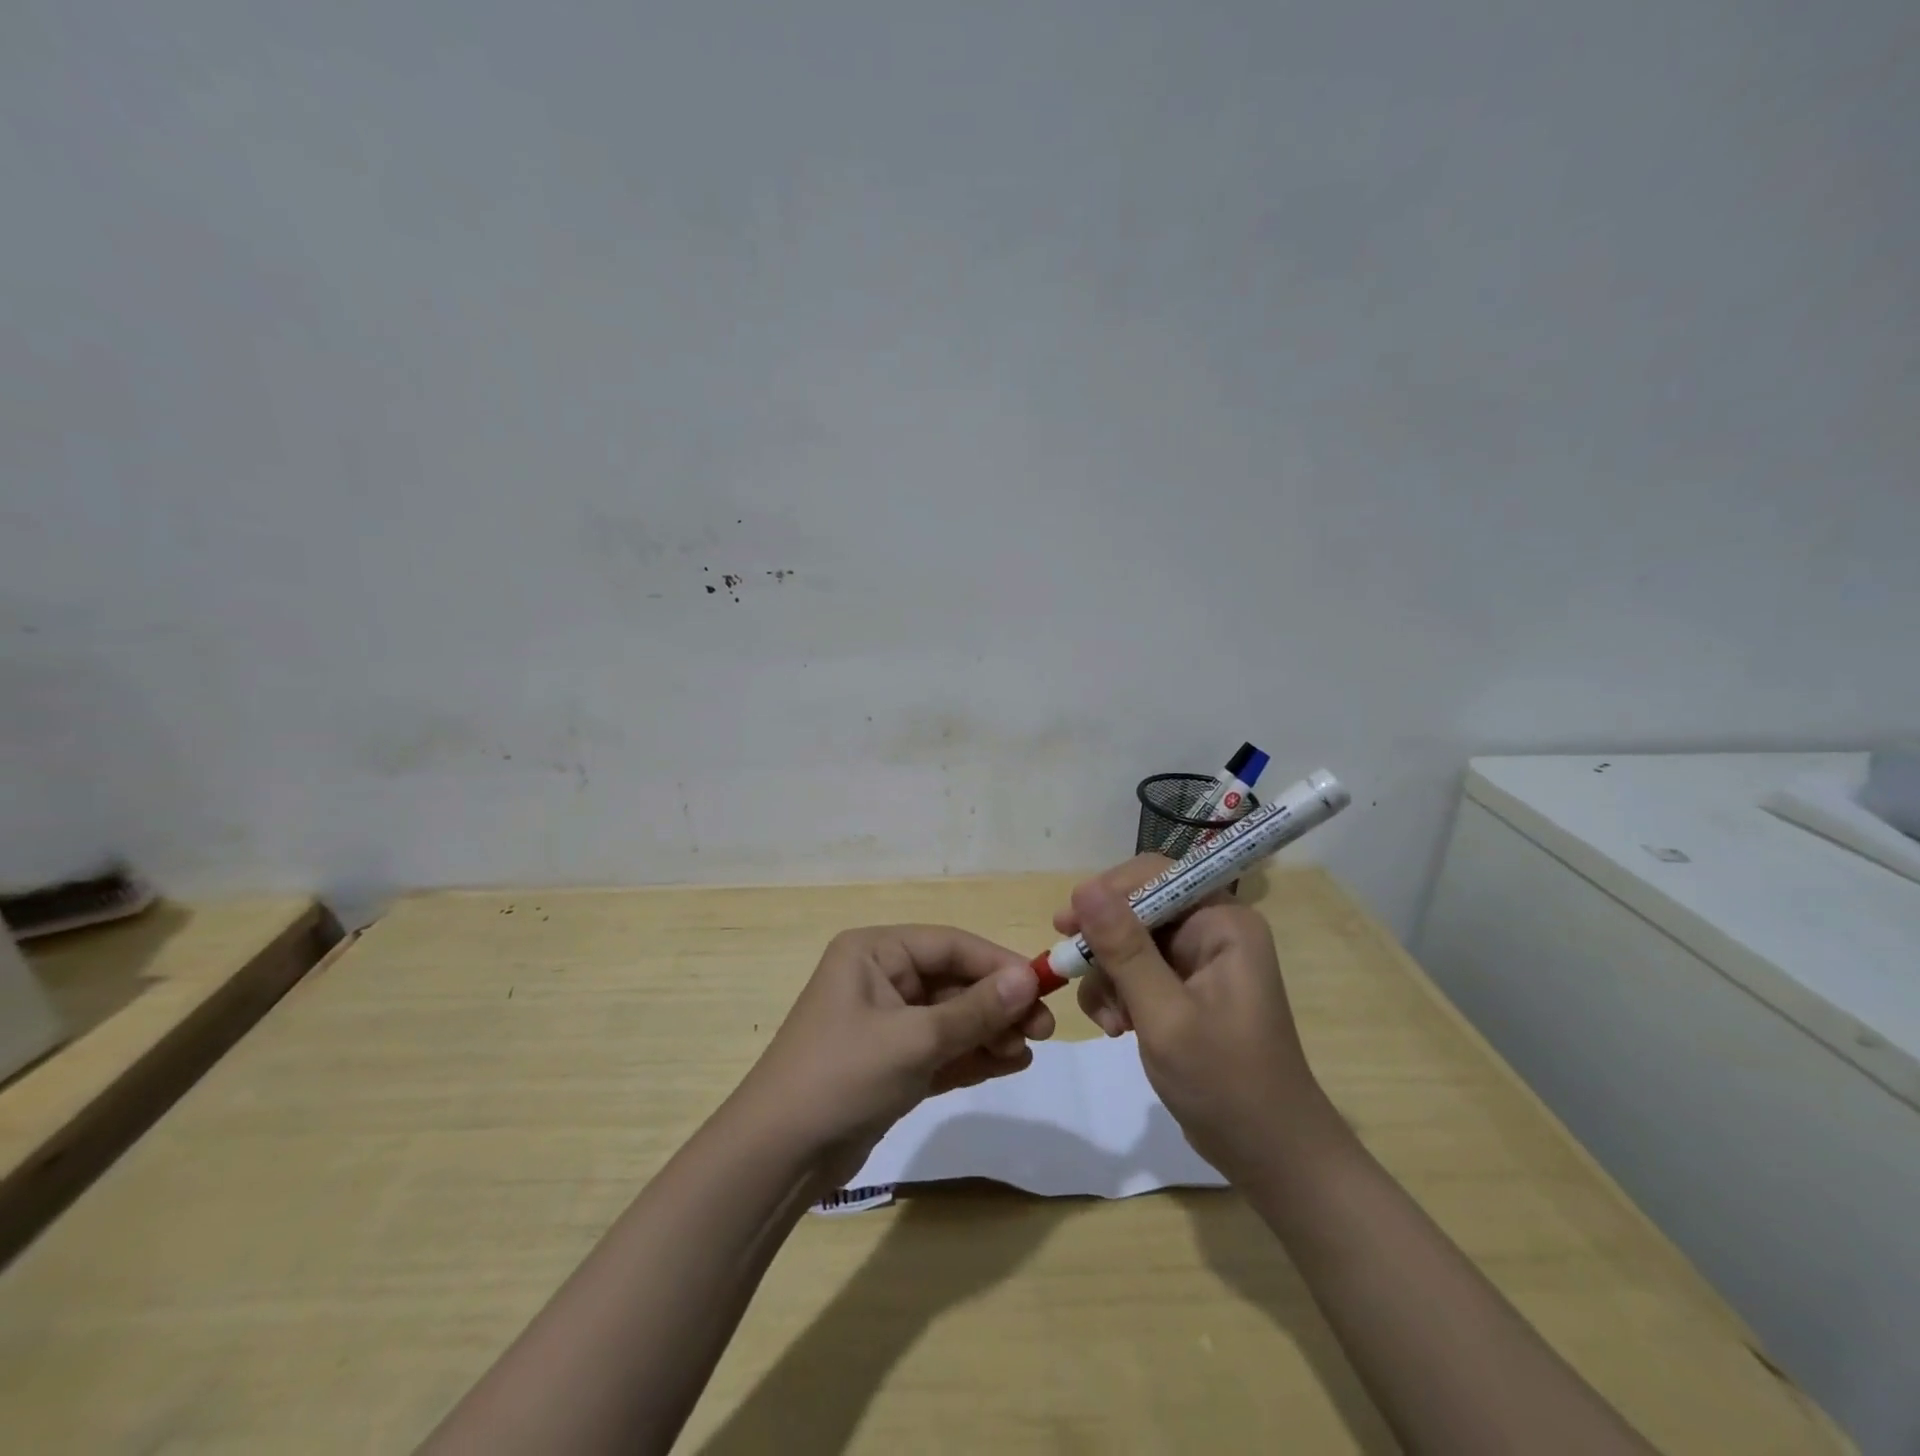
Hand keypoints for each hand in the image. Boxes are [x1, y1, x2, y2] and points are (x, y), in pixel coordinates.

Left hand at [732, 926, 1053, 1187]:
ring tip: (1028, 1051)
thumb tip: (1028, 978)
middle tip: (1043, 1029)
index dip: (998, 964)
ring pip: (951, 1017)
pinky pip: (941, 1048)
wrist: (778, 1158)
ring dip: (990, 1031)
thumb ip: (974, 1011)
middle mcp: (880, 978)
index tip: (1042, 986)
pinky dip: (972, 1055)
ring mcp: (885, 1023)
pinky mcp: (891, 1063)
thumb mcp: (914, 1040)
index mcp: (874, 952)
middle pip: (953, 981)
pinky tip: (1008, 1064)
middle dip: (997, 1004)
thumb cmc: (842, 1076)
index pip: (949, 945)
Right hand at [1054, 857, 1329, 1180]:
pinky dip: (1119, 995)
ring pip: (1129, 942)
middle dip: (1104, 945)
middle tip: (1070, 969)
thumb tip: (1084, 887)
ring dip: (1108, 977)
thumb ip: (1124, 950)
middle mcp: (1212, 930)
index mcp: (1223, 923)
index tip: (1066, 925)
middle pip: (1137, 909)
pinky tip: (1118, 1029)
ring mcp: (1198, 961)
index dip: (1106, 893)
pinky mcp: (1185, 989)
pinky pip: (1136, 971)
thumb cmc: (1226, 1083)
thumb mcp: (1165, 1015)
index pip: (1154, 876)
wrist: (1270, 1155)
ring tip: (1111, 1023)